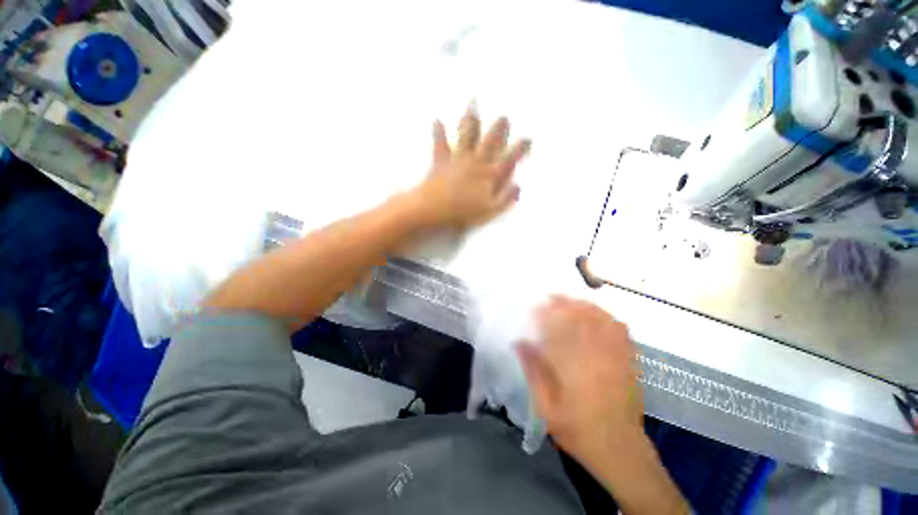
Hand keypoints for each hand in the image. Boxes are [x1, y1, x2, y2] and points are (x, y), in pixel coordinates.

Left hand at [414, 104, 531, 228]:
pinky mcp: (441, 161)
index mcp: (490, 175)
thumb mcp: (490, 211)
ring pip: (467, 135)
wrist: (435, 212)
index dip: (520, 148)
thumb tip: (519, 185)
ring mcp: (458, 159)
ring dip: (471, 119)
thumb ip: (506, 198)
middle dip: (499, 128)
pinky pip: (440, 143)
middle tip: (504, 116)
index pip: (510, 158)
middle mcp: (477, 162)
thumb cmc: (464, 215)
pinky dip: (438, 131)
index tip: (528, 139)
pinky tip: (436, 120)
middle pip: (490, 141)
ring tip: (474, 103)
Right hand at [517, 296, 644, 463]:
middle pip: (580, 319)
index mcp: (573, 366)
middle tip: (551, 297)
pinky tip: (598, 313)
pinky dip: (607, 317)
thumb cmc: (577, 430)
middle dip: (565, 304)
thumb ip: (533, 371)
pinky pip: (620, 332)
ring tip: (571, 300)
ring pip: (601, 321)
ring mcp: (616, 357)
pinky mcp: (629, 362)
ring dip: (584, 306)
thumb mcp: (546, 406)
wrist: (620, 450)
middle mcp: (595, 356)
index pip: (557, 329)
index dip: (545, 314)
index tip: (535, 307)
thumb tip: (519, 342)